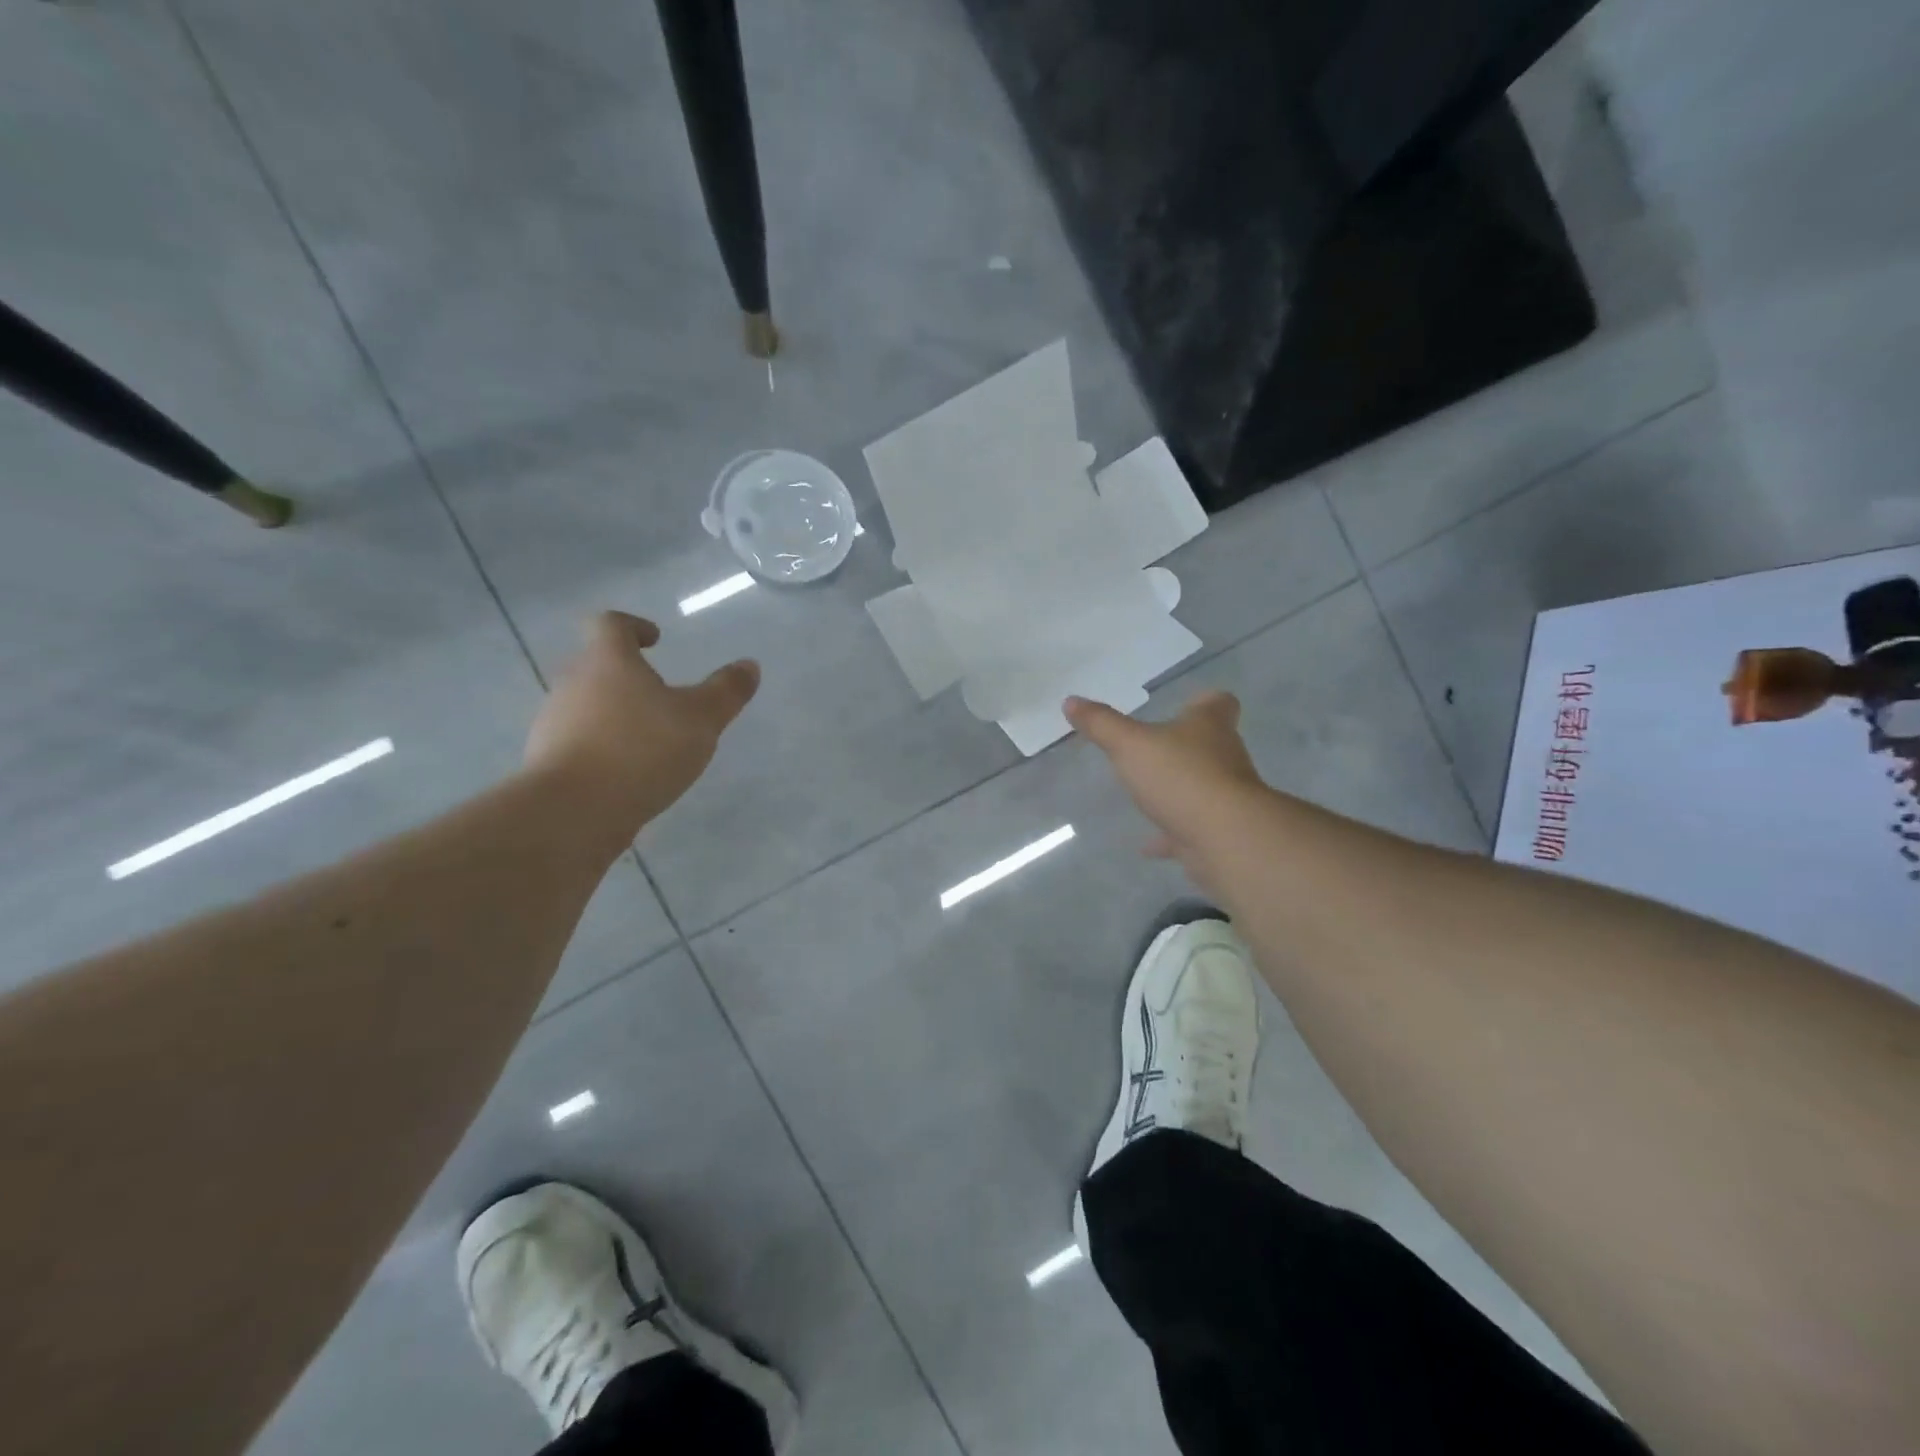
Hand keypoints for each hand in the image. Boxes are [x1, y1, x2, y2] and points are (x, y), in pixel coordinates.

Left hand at [525, 612, 758, 844]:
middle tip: (660, 693)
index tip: (655, 639)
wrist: (573, 811)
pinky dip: (603, 747)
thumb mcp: (701, 719)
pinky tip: (628, 772)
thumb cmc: (641, 749)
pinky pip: (578, 742)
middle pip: (595, 664)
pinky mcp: (548, 762)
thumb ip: (726, 691)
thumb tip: (749, 665)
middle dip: (626, 674)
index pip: (610, 624)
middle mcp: (573, 683)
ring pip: (586, 705)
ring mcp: (554, 723)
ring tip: (649, 738)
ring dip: (615, 713)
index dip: (633, 626)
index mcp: (607, 661)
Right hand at [1065, 690, 1268, 896]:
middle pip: (1212, 745)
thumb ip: (1101, 724)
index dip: (1205, 702)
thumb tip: (1070, 701)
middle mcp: (1225, 757)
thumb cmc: (1180, 777)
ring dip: (1179, 791)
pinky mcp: (1221, 832)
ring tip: (1148, 796)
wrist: (1224, 838)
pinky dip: (1172, 834)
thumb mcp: (1129, 745)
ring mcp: (1226, 797)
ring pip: (1203, 787)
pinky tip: (1147, 845)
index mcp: (1209, 727)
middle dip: (1185, 748)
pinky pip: (1192, 828)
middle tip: (1155, 750)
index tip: (1189, 705)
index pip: (1219, 703)